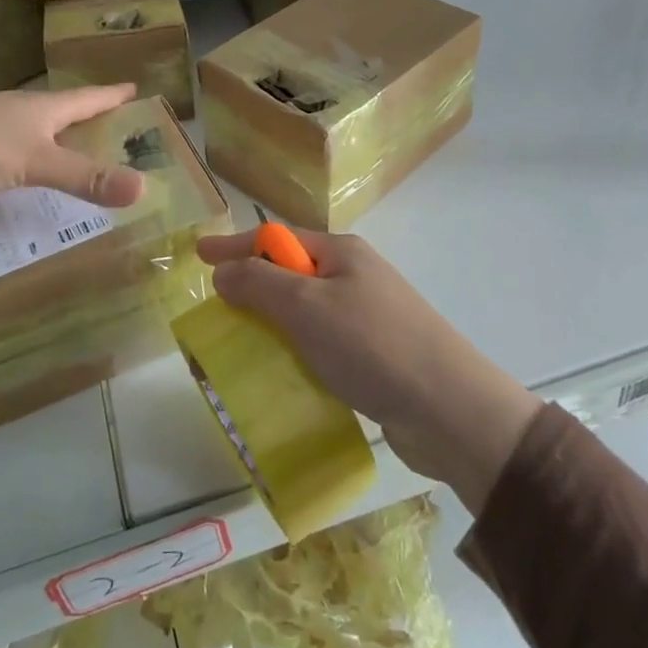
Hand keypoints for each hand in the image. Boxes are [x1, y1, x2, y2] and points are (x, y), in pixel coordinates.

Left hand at [0, 85, 146, 205]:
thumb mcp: (38, 162)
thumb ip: (86, 177)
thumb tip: (143, 187)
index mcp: (44, 107)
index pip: (89, 97)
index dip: (113, 95)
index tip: (135, 88)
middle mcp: (22, 110)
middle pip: (66, 110)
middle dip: (91, 115)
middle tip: (116, 122)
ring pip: (40, 127)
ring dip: (63, 135)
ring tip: (81, 146)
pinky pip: (18, 148)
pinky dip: (37, 156)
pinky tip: (34, 169)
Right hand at [195, 228, 542, 513]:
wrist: (449, 409)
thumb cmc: (372, 345)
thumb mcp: (306, 307)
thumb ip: (260, 284)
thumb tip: (224, 270)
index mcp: (341, 253)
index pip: (277, 238)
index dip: (235, 245)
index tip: (198, 255)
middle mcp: (355, 276)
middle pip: (291, 272)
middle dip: (252, 287)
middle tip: (217, 308)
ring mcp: (367, 316)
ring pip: (305, 312)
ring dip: (273, 325)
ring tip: (242, 348)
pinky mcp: (374, 355)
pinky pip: (321, 344)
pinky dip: (297, 353)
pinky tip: (284, 376)